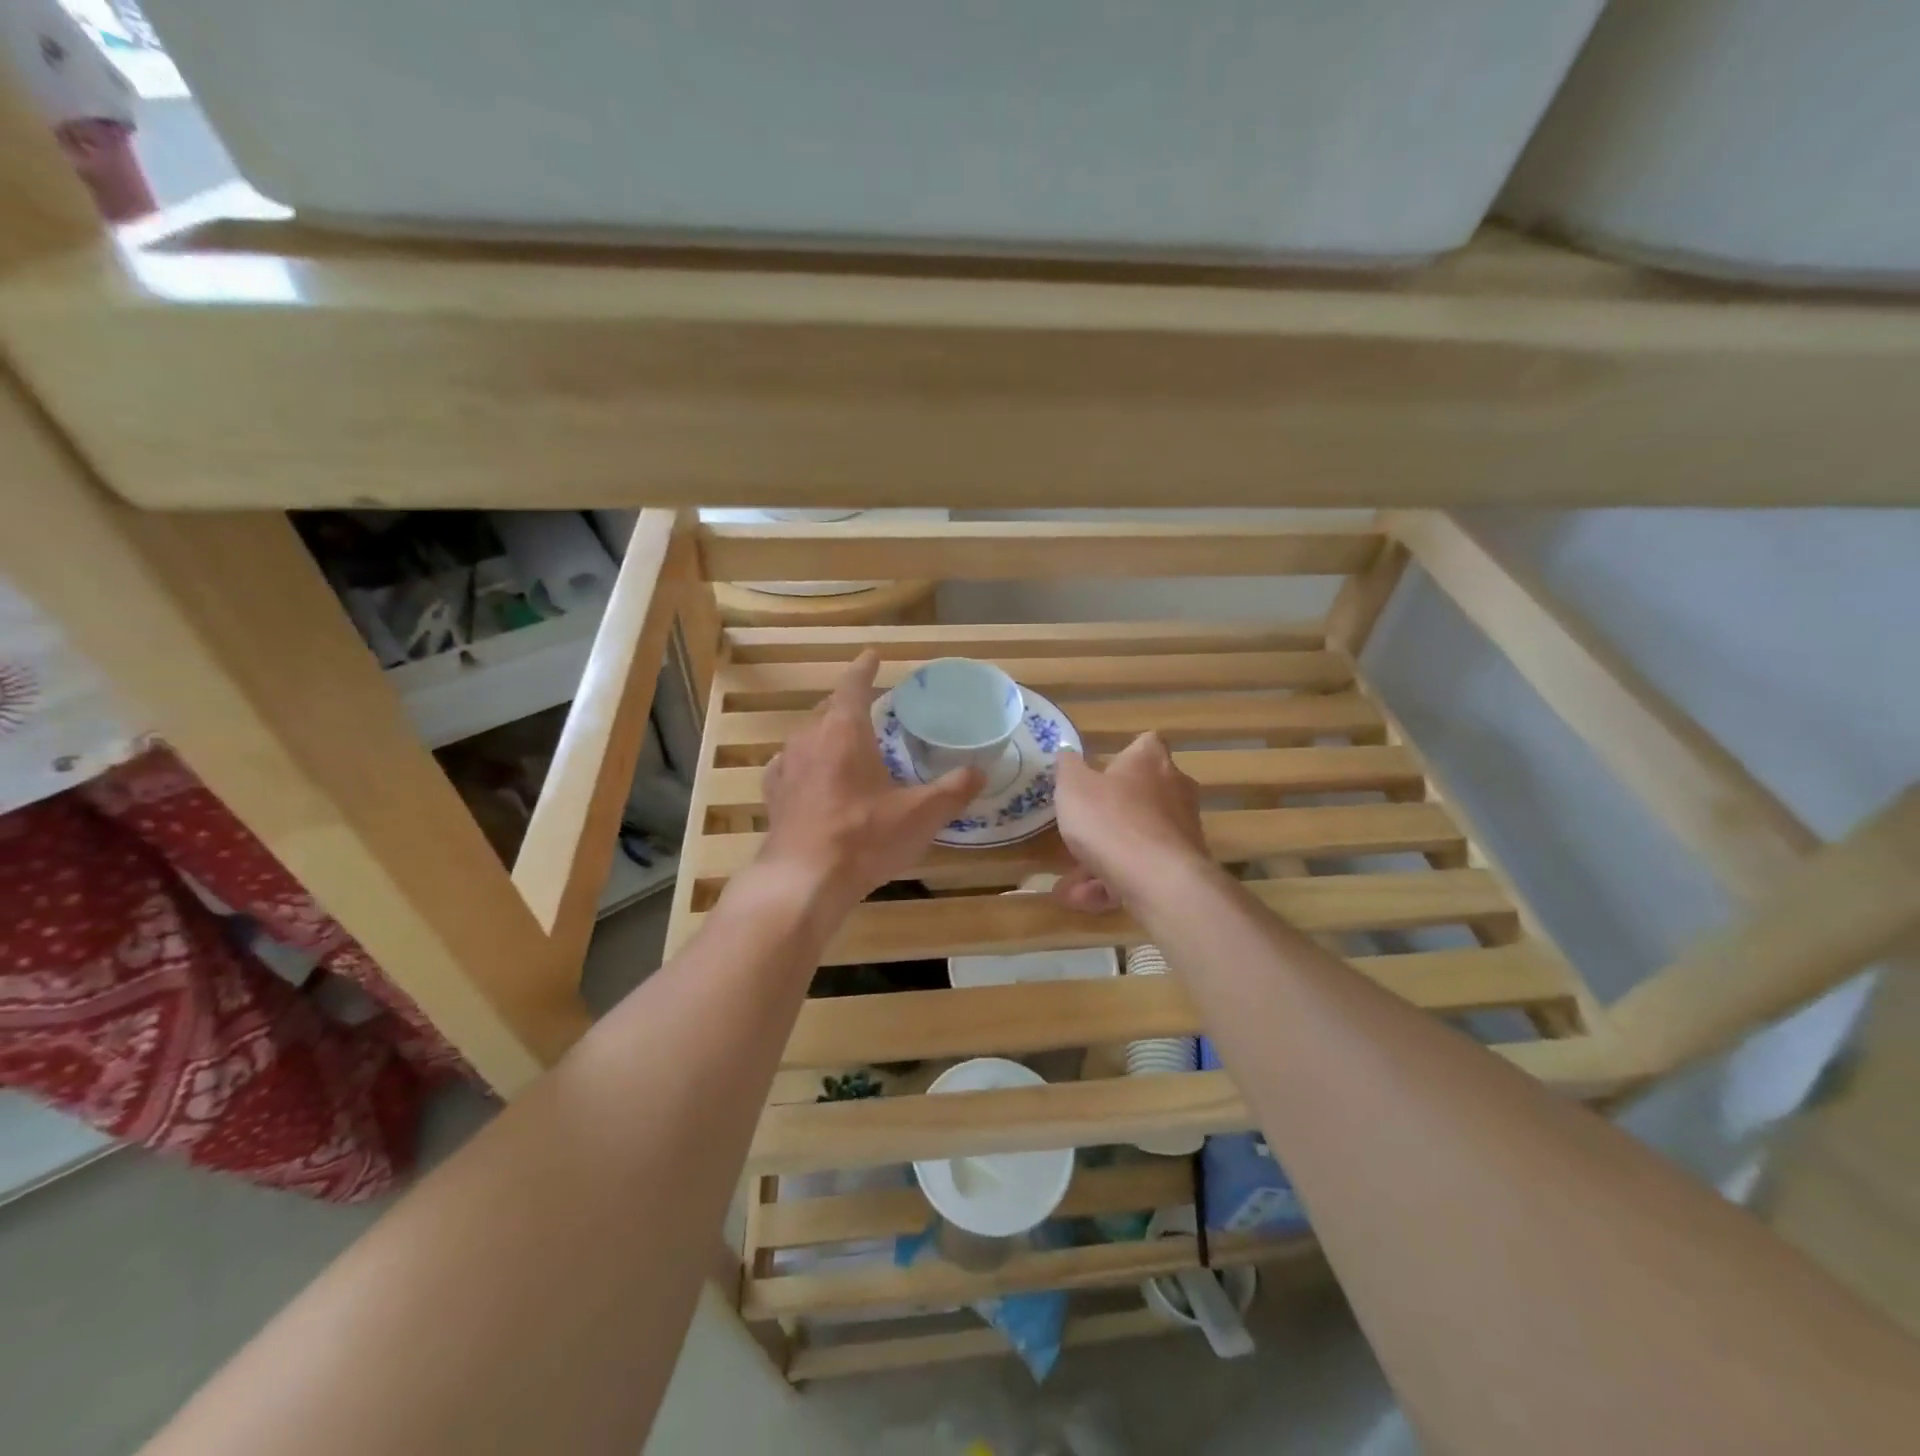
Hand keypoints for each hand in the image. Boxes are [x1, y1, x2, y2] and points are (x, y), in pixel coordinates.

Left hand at [758, 651, 982, 911]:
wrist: (802, 880)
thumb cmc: (864, 838)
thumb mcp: (920, 815)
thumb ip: (953, 790)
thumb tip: (981, 771)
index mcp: (844, 731)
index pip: (853, 686)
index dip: (865, 669)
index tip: (873, 655)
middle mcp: (810, 739)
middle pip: (828, 707)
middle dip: (848, 701)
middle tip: (868, 703)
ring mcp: (786, 766)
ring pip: (807, 735)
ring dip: (826, 731)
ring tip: (844, 739)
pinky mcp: (774, 795)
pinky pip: (790, 764)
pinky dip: (805, 761)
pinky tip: (811, 775)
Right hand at [1050, 733, 1208, 913]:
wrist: (1159, 881)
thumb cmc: (1110, 820)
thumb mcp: (1073, 788)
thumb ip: (1067, 768)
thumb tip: (1067, 752)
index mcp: (1149, 761)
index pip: (1145, 744)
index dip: (1123, 755)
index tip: (1100, 772)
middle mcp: (1174, 790)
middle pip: (1139, 797)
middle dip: (1105, 819)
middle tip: (1078, 833)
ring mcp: (1181, 831)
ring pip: (1135, 841)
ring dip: (1101, 861)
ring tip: (1069, 886)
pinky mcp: (1182, 867)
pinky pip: (1141, 870)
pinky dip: (1114, 884)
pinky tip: (1085, 901)